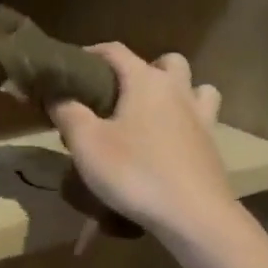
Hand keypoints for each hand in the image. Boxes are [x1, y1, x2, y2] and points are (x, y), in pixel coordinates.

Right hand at [49, 44, 234, 243]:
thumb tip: (56, 93)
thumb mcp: (87, 144)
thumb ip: (67, 112)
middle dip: (143, 69)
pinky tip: (169, 144)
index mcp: (146, 81)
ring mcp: (201, 118)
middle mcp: (178, 90)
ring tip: (153, 115)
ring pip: (195, 88)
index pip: (115, 51)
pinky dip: (186, 123)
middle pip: (166, 62)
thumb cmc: (135, 173)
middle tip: (119, 95)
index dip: (91, 54)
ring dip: (176, 92)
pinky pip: (201, 121)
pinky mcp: (212, 146)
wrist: (193, 215)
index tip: (72, 69)